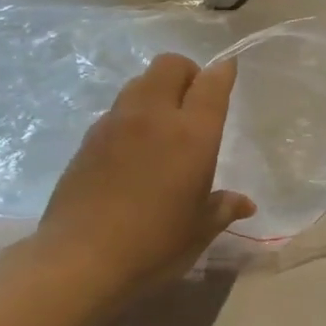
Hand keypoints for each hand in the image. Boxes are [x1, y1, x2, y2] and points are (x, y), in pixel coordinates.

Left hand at [30, 54, 255, 305]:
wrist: (80, 260)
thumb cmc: (154, 244)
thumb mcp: (199, 229)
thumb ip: (223, 208)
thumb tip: (245, 204)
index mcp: (192, 134)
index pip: (211, 83)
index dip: (223, 72)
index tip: (228, 72)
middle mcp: (154, 116)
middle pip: (169, 65)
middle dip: (187, 72)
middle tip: (194, 101)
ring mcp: (116, 123)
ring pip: (139, 83)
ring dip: (156, 90)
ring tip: (163, 124)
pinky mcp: (88, 139)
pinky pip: (117, 110)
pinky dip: (132, 115)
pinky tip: (133, 150)